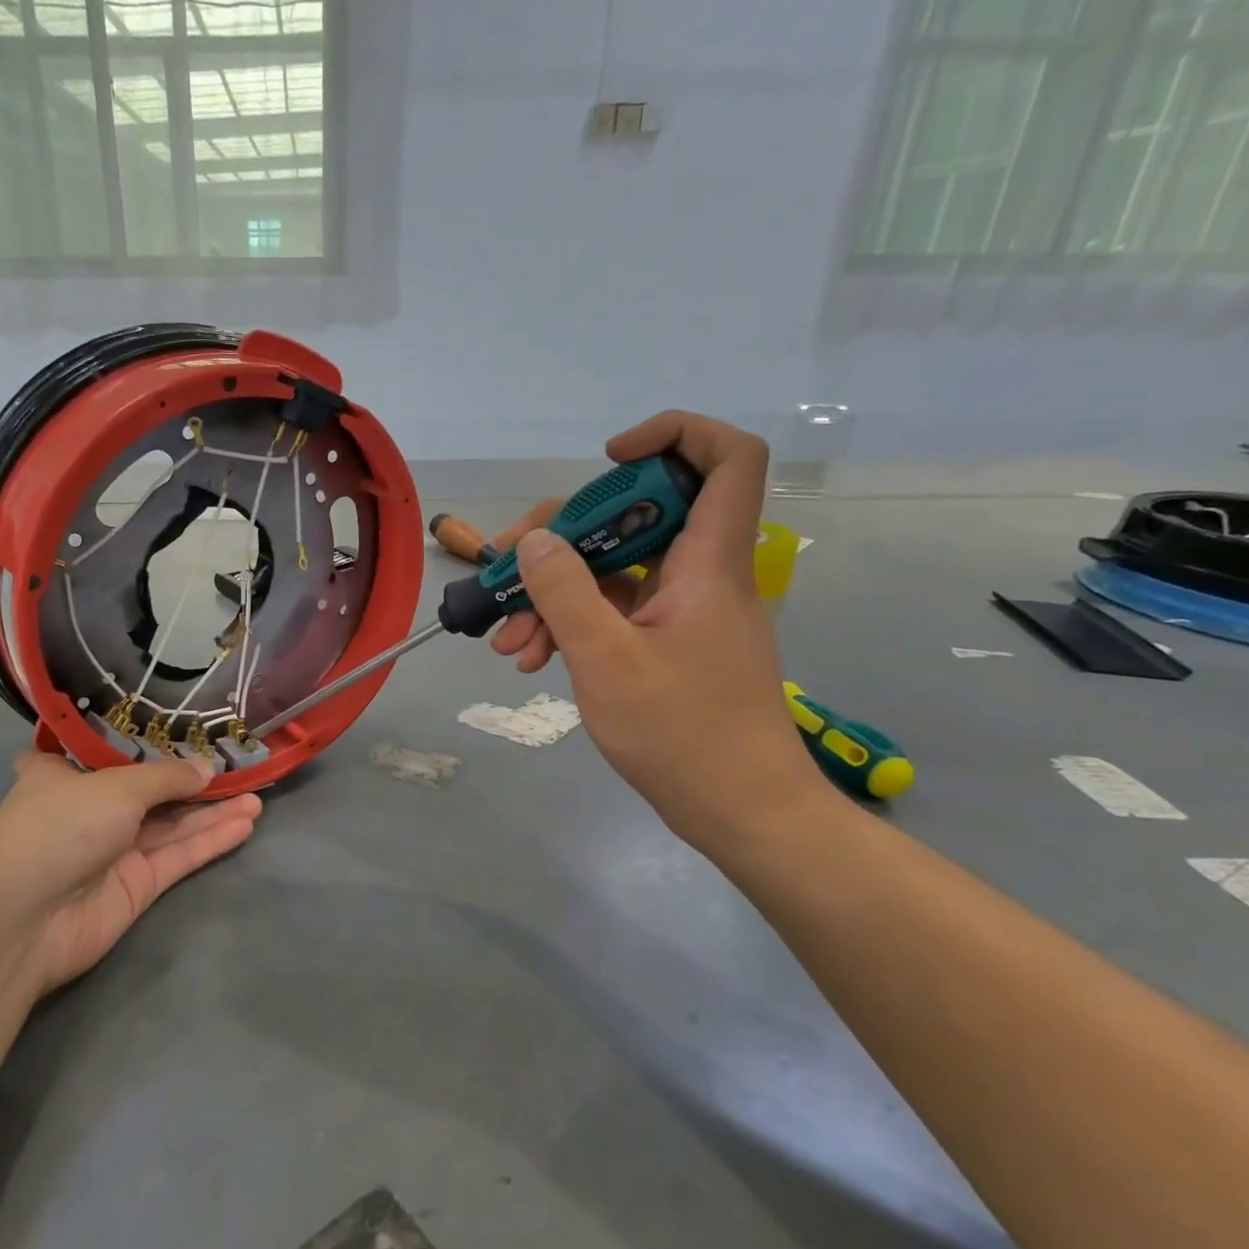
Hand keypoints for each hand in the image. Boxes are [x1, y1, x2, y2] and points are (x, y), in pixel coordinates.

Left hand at [0, 753, 262, 994]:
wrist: (24, 918)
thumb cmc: (59, 825)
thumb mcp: (117, 786)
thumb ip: (167, 778)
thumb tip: (207, 769)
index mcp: (65, 775)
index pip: (104, 752)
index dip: (142, 743)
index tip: (178, 729)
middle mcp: (91, 809)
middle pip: (151, 790)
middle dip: (194, 781)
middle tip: (239, 767)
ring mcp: (114, 850)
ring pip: (172, 825)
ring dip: (212, 811)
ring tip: (257, 795)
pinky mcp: (136, 886)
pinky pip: (179, 856)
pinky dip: (210, 840)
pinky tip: (245, 823)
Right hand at [490, 412, 822, 846]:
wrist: (742, 813)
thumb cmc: (683, 734)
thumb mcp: (606, 661)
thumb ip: (565, 592)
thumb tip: (535, 539)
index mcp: (707, 562)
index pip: (727, 458)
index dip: (673, 435)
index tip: (607, 458)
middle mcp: (699, 574)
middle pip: (638, 515)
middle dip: (564, 537)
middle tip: (506, 566)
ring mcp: (682, 611)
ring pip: (615, 571)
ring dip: (555, 595)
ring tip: (509, 643)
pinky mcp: (667, 644)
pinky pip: (615, 612)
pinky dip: (573, 625)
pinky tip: (532, 659)